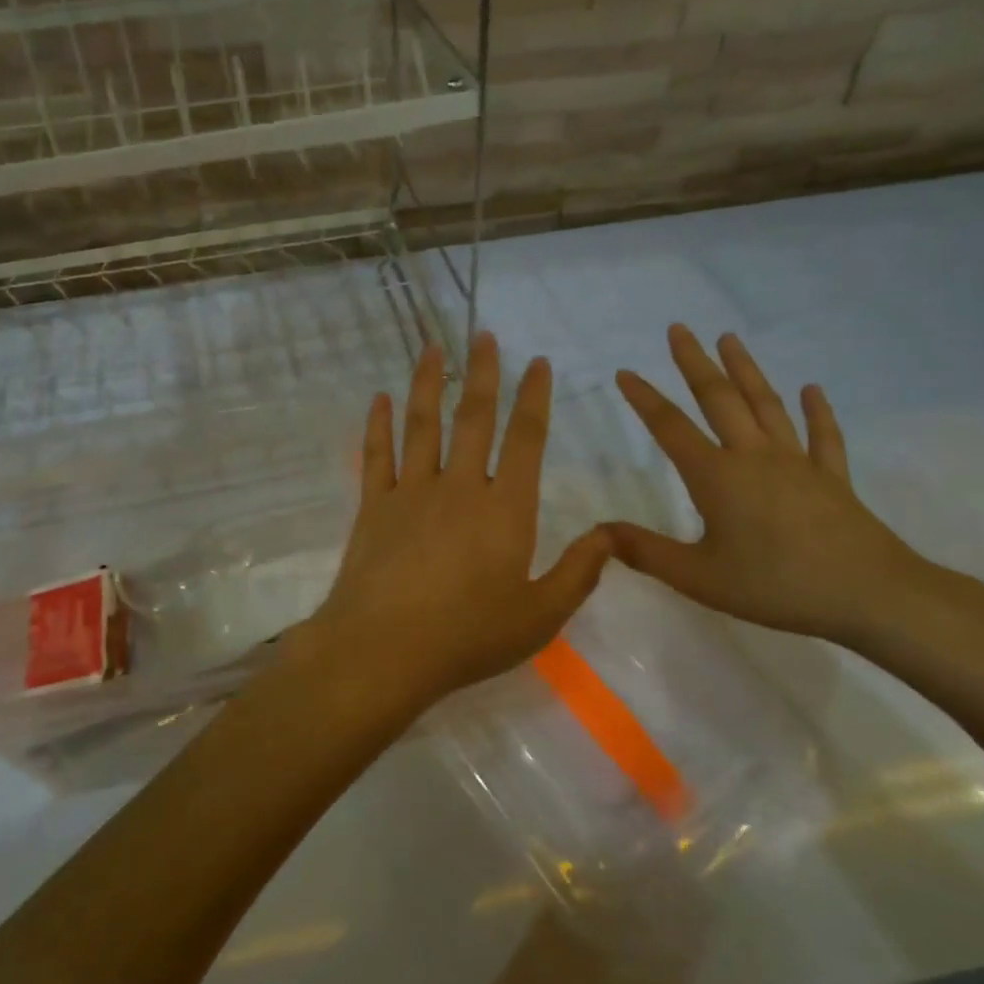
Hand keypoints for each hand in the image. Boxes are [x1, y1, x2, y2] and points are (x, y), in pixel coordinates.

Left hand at [299, 333, 610, 724]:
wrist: (384, 649)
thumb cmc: (469, 636)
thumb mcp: (540, 615)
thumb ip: (579, 573)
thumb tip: (609, 535)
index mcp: (506, 508)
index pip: (526, 439)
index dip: (534, 398)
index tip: (537, 363)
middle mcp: (459, 486)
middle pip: (473, 417)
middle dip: (482, 373)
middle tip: (484, 334)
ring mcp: (411, 491)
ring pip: (422, 424)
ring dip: (427, 382)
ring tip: (431, 347)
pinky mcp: (374, 505)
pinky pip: (377, 454)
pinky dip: (378, 424)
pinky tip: (380, 398)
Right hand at [609, 326, 927, 646]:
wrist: (868, 594)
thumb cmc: (776, 586)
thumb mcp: (699, 578)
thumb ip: (646, 552)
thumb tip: (598, 531)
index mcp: (717, 477)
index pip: (671, 428)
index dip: (645, 399)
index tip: (624, 372)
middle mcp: (754, 457)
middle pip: (719, 399)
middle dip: (695, 363)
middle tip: (679, 329)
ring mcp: (797, 463)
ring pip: (766, 405)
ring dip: (746, 370)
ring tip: (730, 338)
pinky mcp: (832, 478)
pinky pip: (822, 437)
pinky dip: (816, 412)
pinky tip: (812, 390)